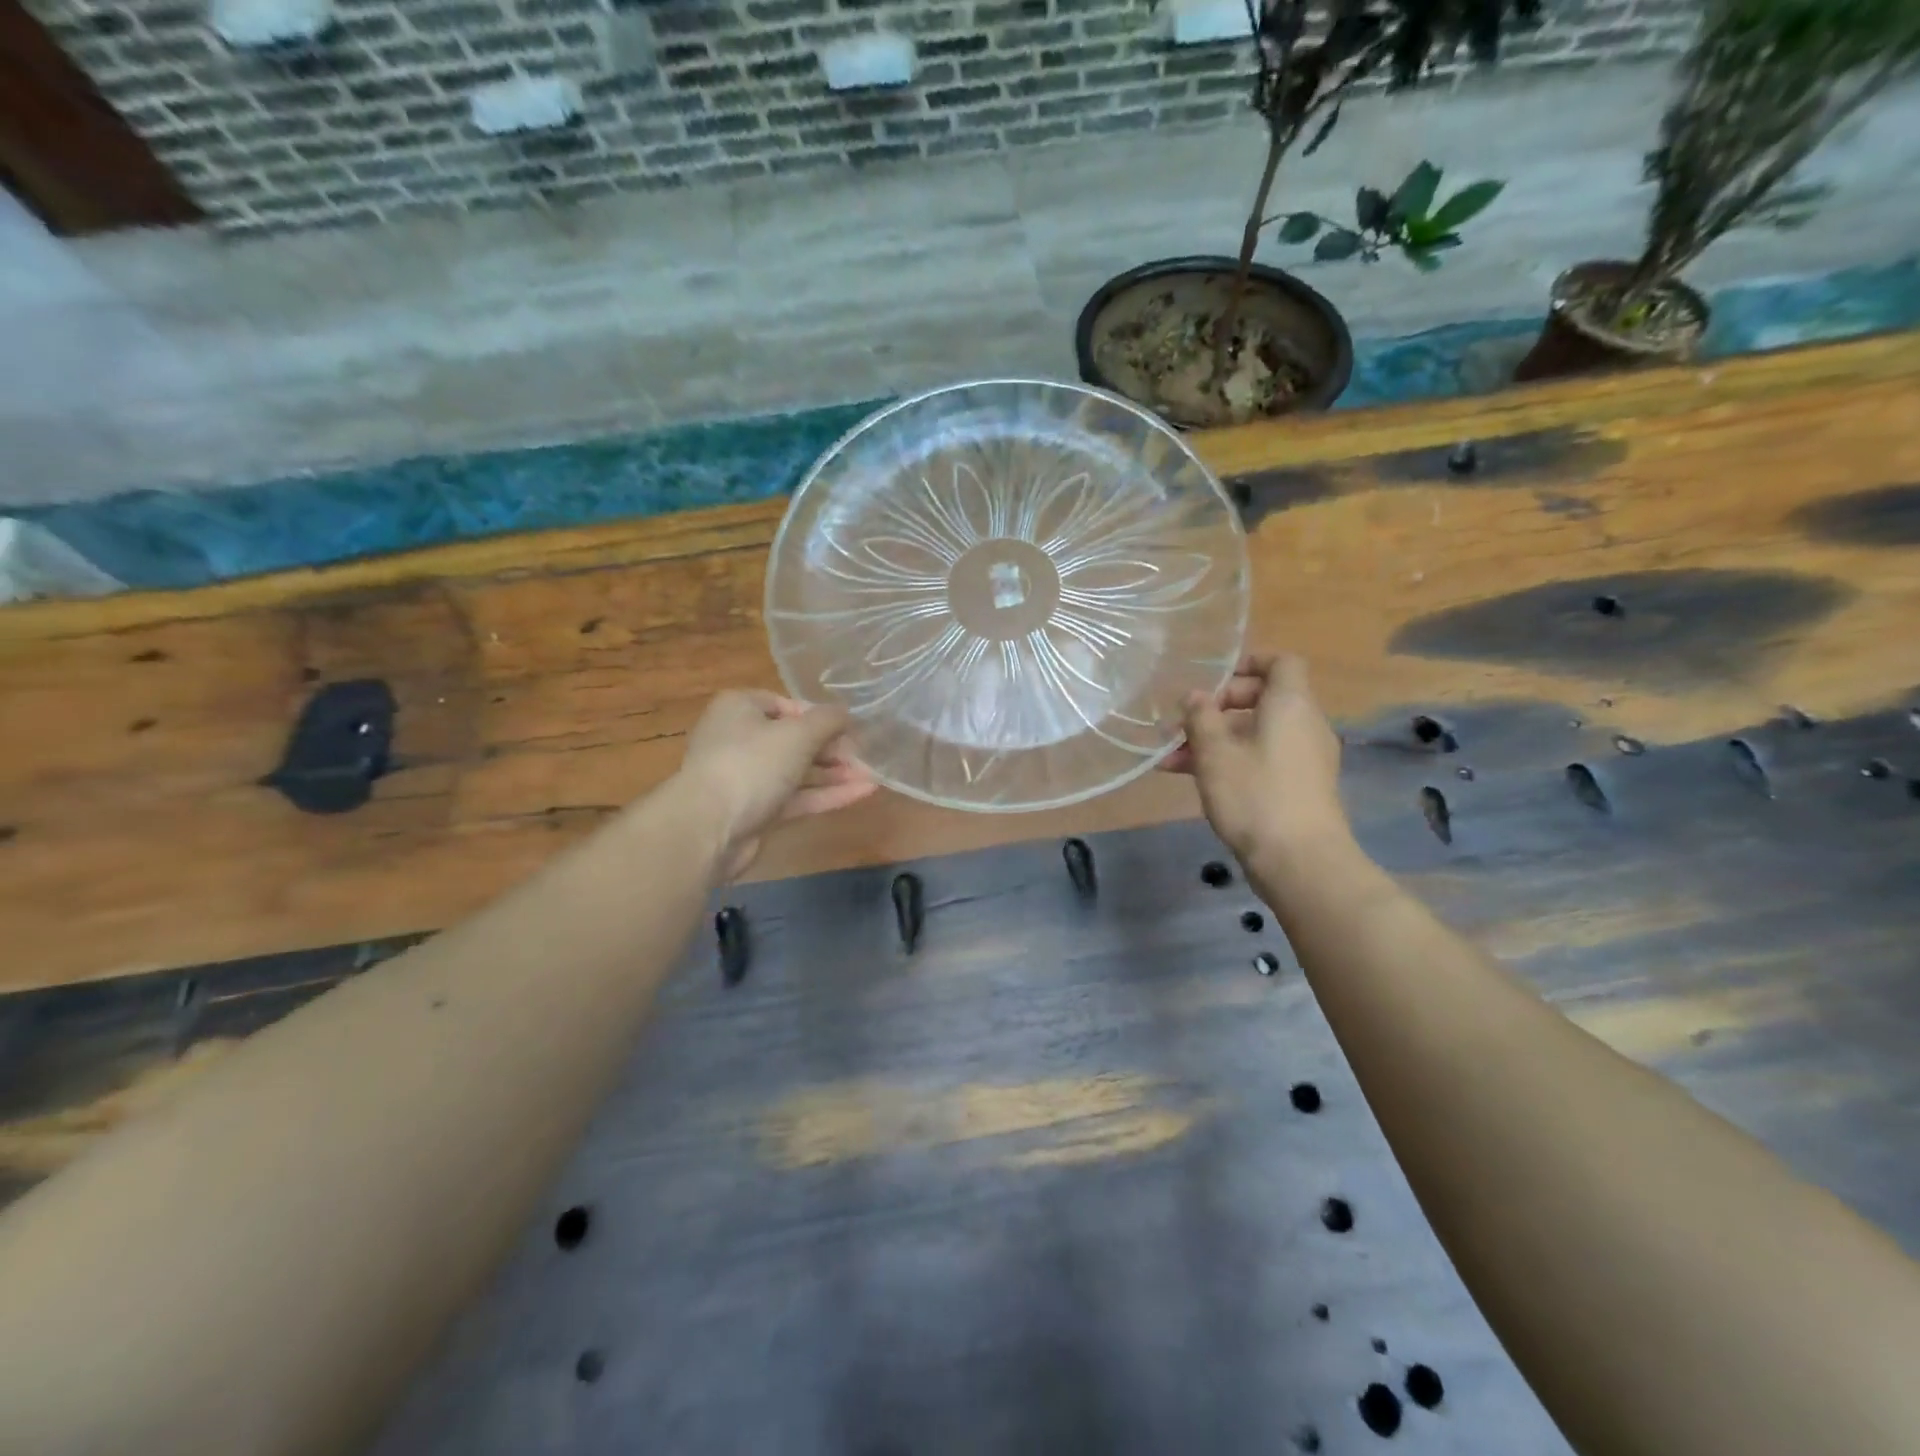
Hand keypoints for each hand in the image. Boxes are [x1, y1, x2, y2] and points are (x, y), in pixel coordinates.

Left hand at [677, 691, 875, 878]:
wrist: (708, 828)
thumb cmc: (752, 764)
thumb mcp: (797, 734)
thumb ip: (828, 720)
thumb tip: (846, 713)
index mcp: (740, 708)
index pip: (786, 704)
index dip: (818, 716)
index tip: (848, 729)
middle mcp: (740, 738)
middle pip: (794, 739)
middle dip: (832, 748)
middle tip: (865, 756)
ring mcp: (747, 777)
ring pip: (797, 771)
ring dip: (834, 773)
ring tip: (872, 775)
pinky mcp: (756, 811)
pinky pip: (796, 797)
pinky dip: (826, 795)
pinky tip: (861, 793)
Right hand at [1161, 653, 1347, 865]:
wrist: (1300, 862)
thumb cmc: (1255, 795)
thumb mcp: (1215, 753)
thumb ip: (1201, 718)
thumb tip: (1195, 697)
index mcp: (1291, 705)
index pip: (1281, 663)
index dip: (1248, 663)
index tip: (1211, 680)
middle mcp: (1305, 724)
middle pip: (1263, 699)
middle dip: (1216, 708)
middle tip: (1181, 725)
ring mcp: (1305, 758)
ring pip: (1256, 733)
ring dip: (1215, 740)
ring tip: (1170, 760)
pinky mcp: (1299, 786)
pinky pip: (1262, 758)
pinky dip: (1231, 761)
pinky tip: (1192, 780)